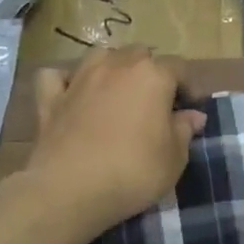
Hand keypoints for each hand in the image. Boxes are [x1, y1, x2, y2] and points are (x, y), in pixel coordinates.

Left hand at [13, 47, 206, 241]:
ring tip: (118, 91)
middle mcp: (117, 67)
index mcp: (153, 76)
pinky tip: (73, 94)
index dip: (188, 86)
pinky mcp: (50, 99)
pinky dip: (65, 80)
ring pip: (100, 55)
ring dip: (112, 67)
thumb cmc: (135, 170)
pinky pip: (56, 76)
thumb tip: (193, 115)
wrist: (71, 189)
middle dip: (151, 72)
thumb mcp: (175, 157)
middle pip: (139, 55)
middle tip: (155, 101)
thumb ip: (185, 130)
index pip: (179, 67)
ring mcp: (80, 79)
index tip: (190, 109)